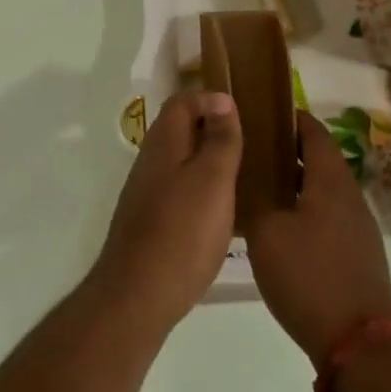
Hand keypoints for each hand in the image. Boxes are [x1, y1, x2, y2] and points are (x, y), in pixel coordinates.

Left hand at [90, 91, 242, 330]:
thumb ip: (219, 140)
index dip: (210, 98)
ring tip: (245, 172)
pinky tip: (224, 209)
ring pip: (180, 161)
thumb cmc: (182, 231)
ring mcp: (147, 194)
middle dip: (212, 127)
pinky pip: (179, 190)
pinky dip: (201, 188)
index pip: (182, 102)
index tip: (244, 108)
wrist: (139, 293)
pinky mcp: (151, 222)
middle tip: (251, 140)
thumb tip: (222, 100)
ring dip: (208, 159)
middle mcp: (150, 163)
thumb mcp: (211, 180)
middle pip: (179, 130)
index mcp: (163, 144)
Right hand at [247, 112, 390, 364]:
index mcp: (330, 183)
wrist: (358, 342)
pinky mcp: (356, 255)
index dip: (291, 119)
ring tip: (257, 184)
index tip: (263, 112)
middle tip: (250, 149)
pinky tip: (277, 224)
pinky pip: (326, 217)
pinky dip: (303, 208)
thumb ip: (256, 200)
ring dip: (294, 183)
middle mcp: (349, 198)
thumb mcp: (266, 233)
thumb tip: (248, 180)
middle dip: (287, 151)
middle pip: (319, 161)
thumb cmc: (309, 277)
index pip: (314, 134)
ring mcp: (358, 229)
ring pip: (322, 191)